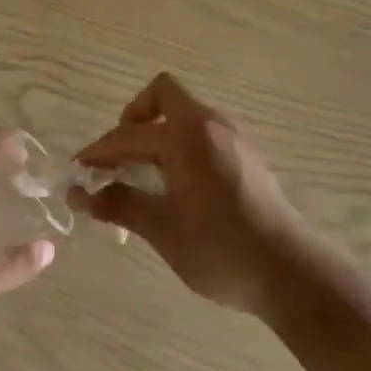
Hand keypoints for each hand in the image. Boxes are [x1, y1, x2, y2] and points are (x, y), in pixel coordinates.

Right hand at [70, 74, 313, 317]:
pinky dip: (178, 146)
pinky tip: (174, 185)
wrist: (293, 274)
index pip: (128, 135)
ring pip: (183, 115)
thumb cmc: (223, 250)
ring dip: (156, 134)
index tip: (77, 171)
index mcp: (187, 136)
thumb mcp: (163, 230)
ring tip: (141, 175)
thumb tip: (79, 194)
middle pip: (162, 96)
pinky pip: (200, 133)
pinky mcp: (245, 155)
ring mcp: (232, 137)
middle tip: (117, 157)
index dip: (98, 152)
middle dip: (133, 120)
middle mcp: (211, 124)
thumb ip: (119, 204)